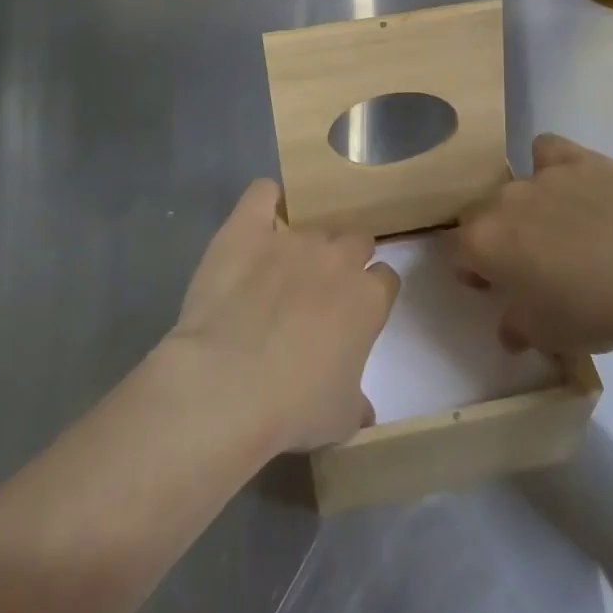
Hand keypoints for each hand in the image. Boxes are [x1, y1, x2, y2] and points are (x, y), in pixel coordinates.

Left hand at [166, 180, 399, 454]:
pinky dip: (264, 201)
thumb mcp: (339, 418)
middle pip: (356, 239)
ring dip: (302, 245)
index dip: (371, 292)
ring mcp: (291, 238)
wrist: (227, 386)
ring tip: (278, 269)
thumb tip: (363, 409)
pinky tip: (258, 219)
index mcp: (368, 298)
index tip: (354, 312)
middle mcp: (337, 258)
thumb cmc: (293, 408)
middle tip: (320, 290)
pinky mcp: (247, 227)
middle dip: (345, 259)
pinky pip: (262, 194)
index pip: (386, 277)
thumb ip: (356, 402)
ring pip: (311, 225)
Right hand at [454, 133, 612, 360]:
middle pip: (483, 214)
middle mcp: (502, 201)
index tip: (495, 287)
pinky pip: (548, 150)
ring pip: (516, 184)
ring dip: (526, 206)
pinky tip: (572, 184)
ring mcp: (540, 176)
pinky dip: (551, 163)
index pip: (460, 252)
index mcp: (483, 243)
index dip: (475, 270)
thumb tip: (509, 329)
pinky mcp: (578, 160)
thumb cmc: (592, 312)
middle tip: (529, 263)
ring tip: (560, 229)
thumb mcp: (548, 336)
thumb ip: (518, 327)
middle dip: (497, 235)